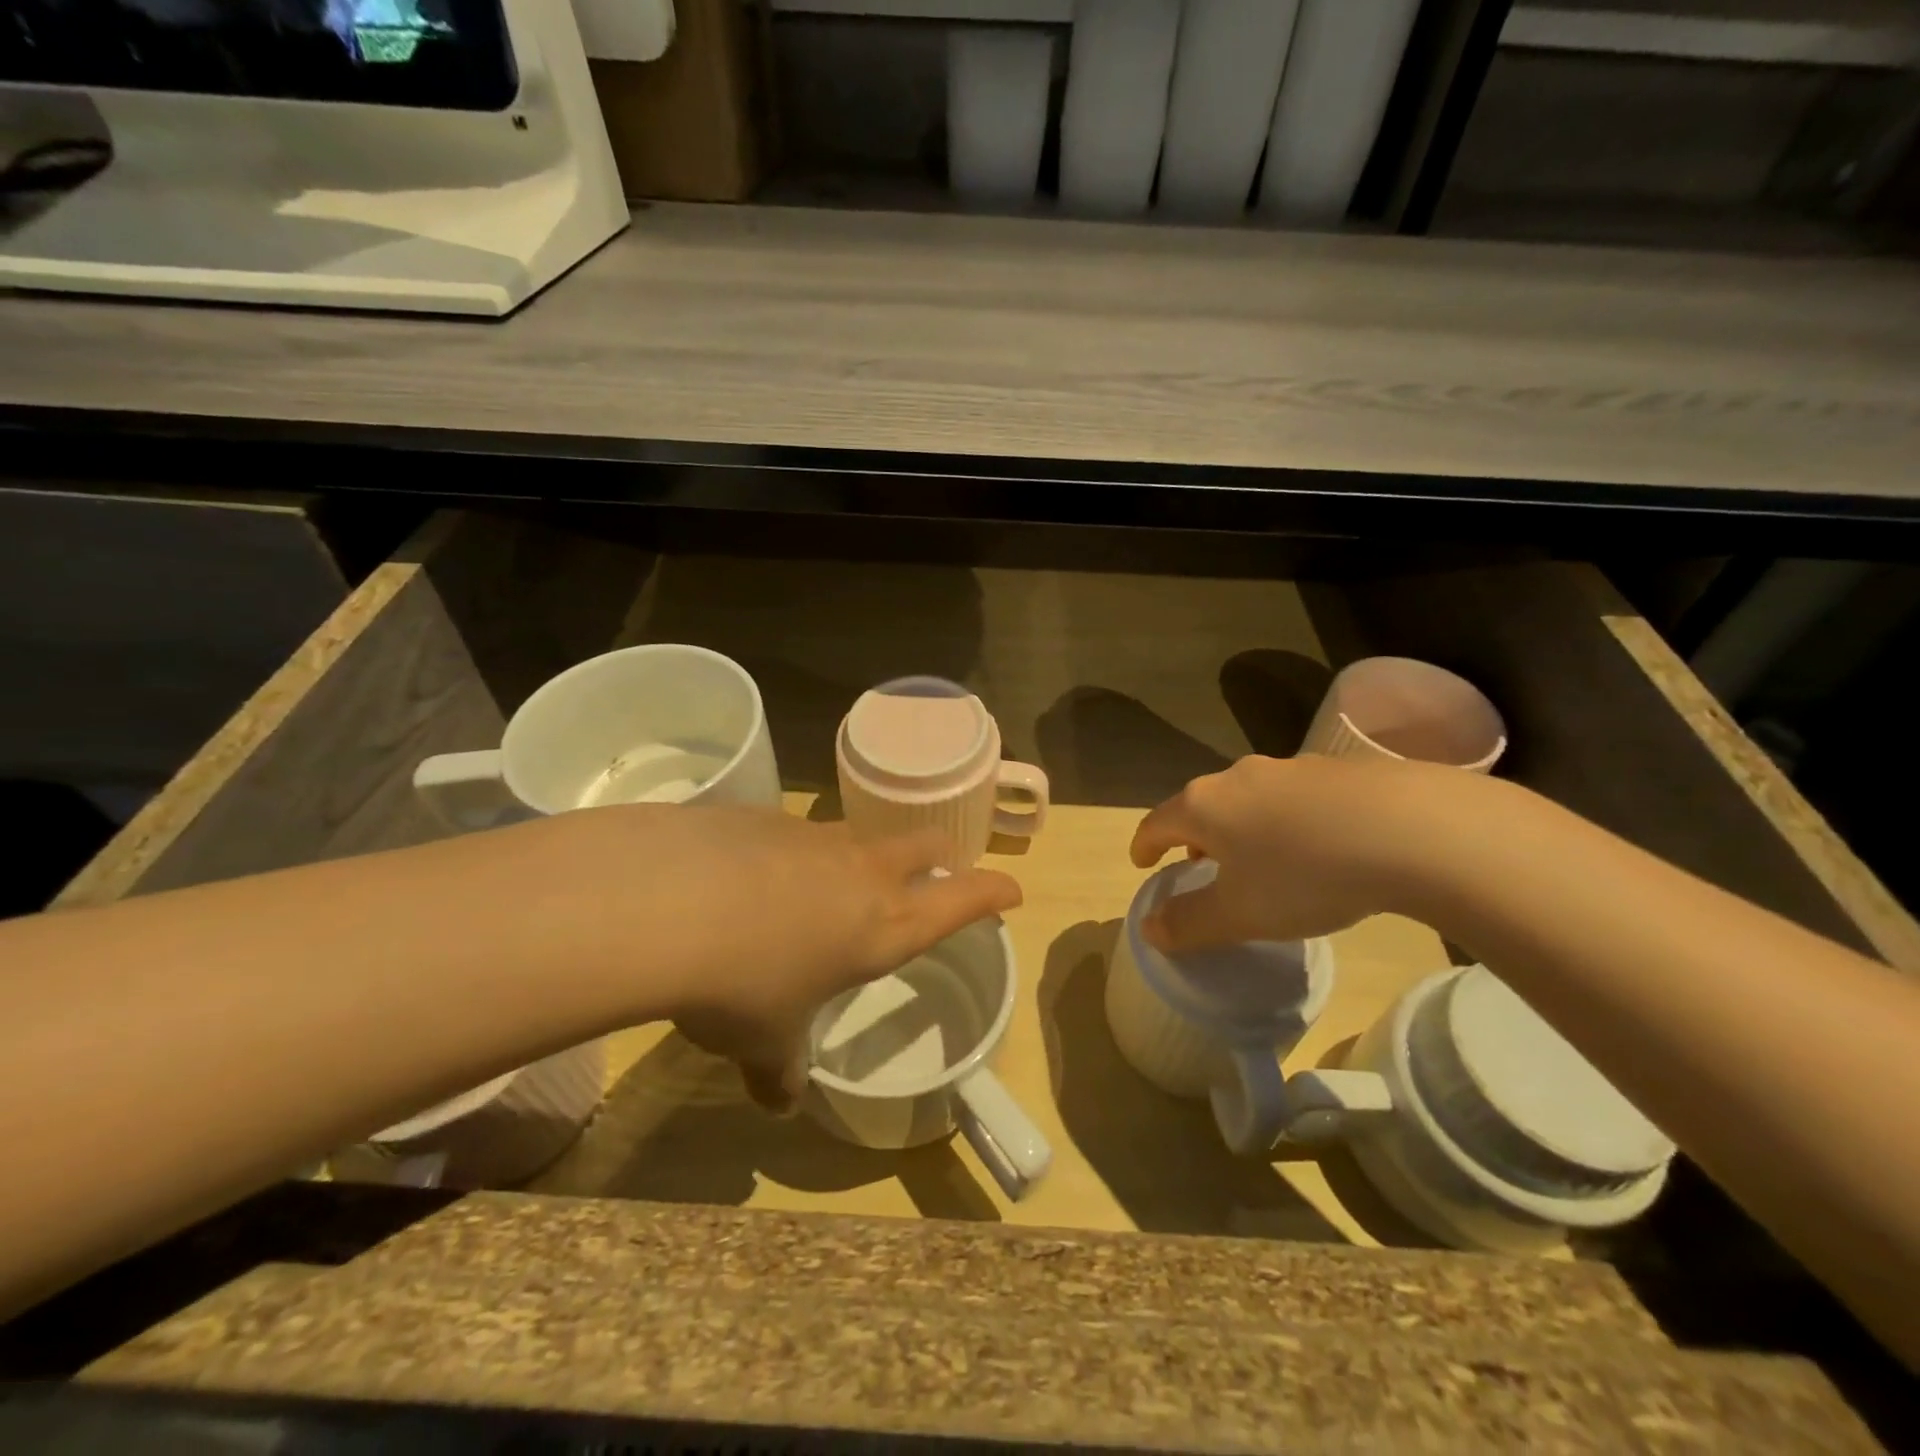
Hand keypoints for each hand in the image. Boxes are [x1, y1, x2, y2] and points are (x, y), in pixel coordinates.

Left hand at [592, 806, 1021, 1112]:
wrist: (667, 905)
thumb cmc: (742, 986)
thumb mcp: (763, 1041)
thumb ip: (779, 1070)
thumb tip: (779, 1099)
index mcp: (885, 924)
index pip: (962, 900)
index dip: (992, 893)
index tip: (1011, 890)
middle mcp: (862, 871)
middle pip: (925, 846)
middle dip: (939, 856)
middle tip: (937, 869)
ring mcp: (815, 837)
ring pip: (859, 837)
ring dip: (861, 857)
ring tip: (831, 885)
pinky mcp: (765, 817)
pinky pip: (796, 835)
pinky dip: (793, 854)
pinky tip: (753, 879)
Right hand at [1129, 755, 1423, 951]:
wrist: (1410, 829)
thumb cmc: (1303, 875)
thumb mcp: (1239, 914)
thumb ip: (1188, 923)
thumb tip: (1149, 929)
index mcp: (1204, 806)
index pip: (1156, 823)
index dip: (1144, 846)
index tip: (1142, 863)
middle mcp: (1238, 777)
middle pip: (1201, 805)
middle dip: (1194, 835)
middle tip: (1200, 863)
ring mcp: (1288, 768)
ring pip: (1247, 798)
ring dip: (1240, 826)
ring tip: (1258, 857)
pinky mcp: (1336, 770)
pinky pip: (1293, 797)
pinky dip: (1285, 820)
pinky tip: (1315, 845)